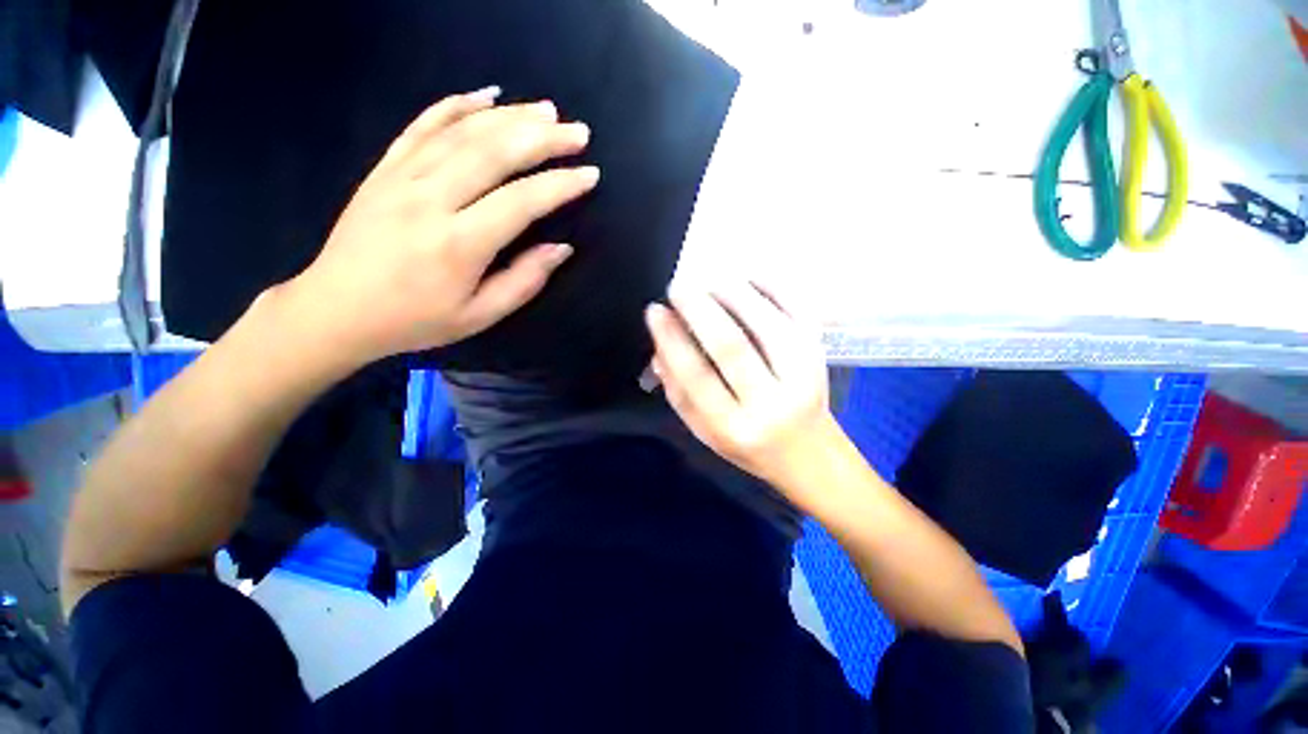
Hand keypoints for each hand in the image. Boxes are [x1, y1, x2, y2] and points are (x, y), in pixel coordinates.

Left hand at [284, 87, 598, 366]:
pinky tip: (485, 95)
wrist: (336, 309)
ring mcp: (403, 177)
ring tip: (546, 110)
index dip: (560, 185)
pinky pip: (422, 126)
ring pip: (463, 133)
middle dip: (543, 138)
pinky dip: (455, 105)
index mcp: (460, 244)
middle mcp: (431, 200)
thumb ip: (524, 282)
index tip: (589, 174)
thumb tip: (561, 248)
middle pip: (494, 154)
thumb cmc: (416, 320)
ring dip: (510, 116)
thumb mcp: (479, 316)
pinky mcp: (385, 168)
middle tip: (577, 132)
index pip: (521, 201)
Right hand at [645, 281, 839, 494]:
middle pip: (732, 346)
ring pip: (767, 323)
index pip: (697, 376)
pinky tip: (747, 278)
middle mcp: (772, 403)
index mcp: (735, 427)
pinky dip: (773, 288)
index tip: (655, 311)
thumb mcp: (703, 431)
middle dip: (700, 309)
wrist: (807, 452)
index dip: (672, 339)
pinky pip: (799, 310)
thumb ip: (678, 392)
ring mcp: (804, 376)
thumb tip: (660, 344)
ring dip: (733, 294)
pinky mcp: (821, 354)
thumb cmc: (746, 443)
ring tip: (708, 281)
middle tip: (678, 287)